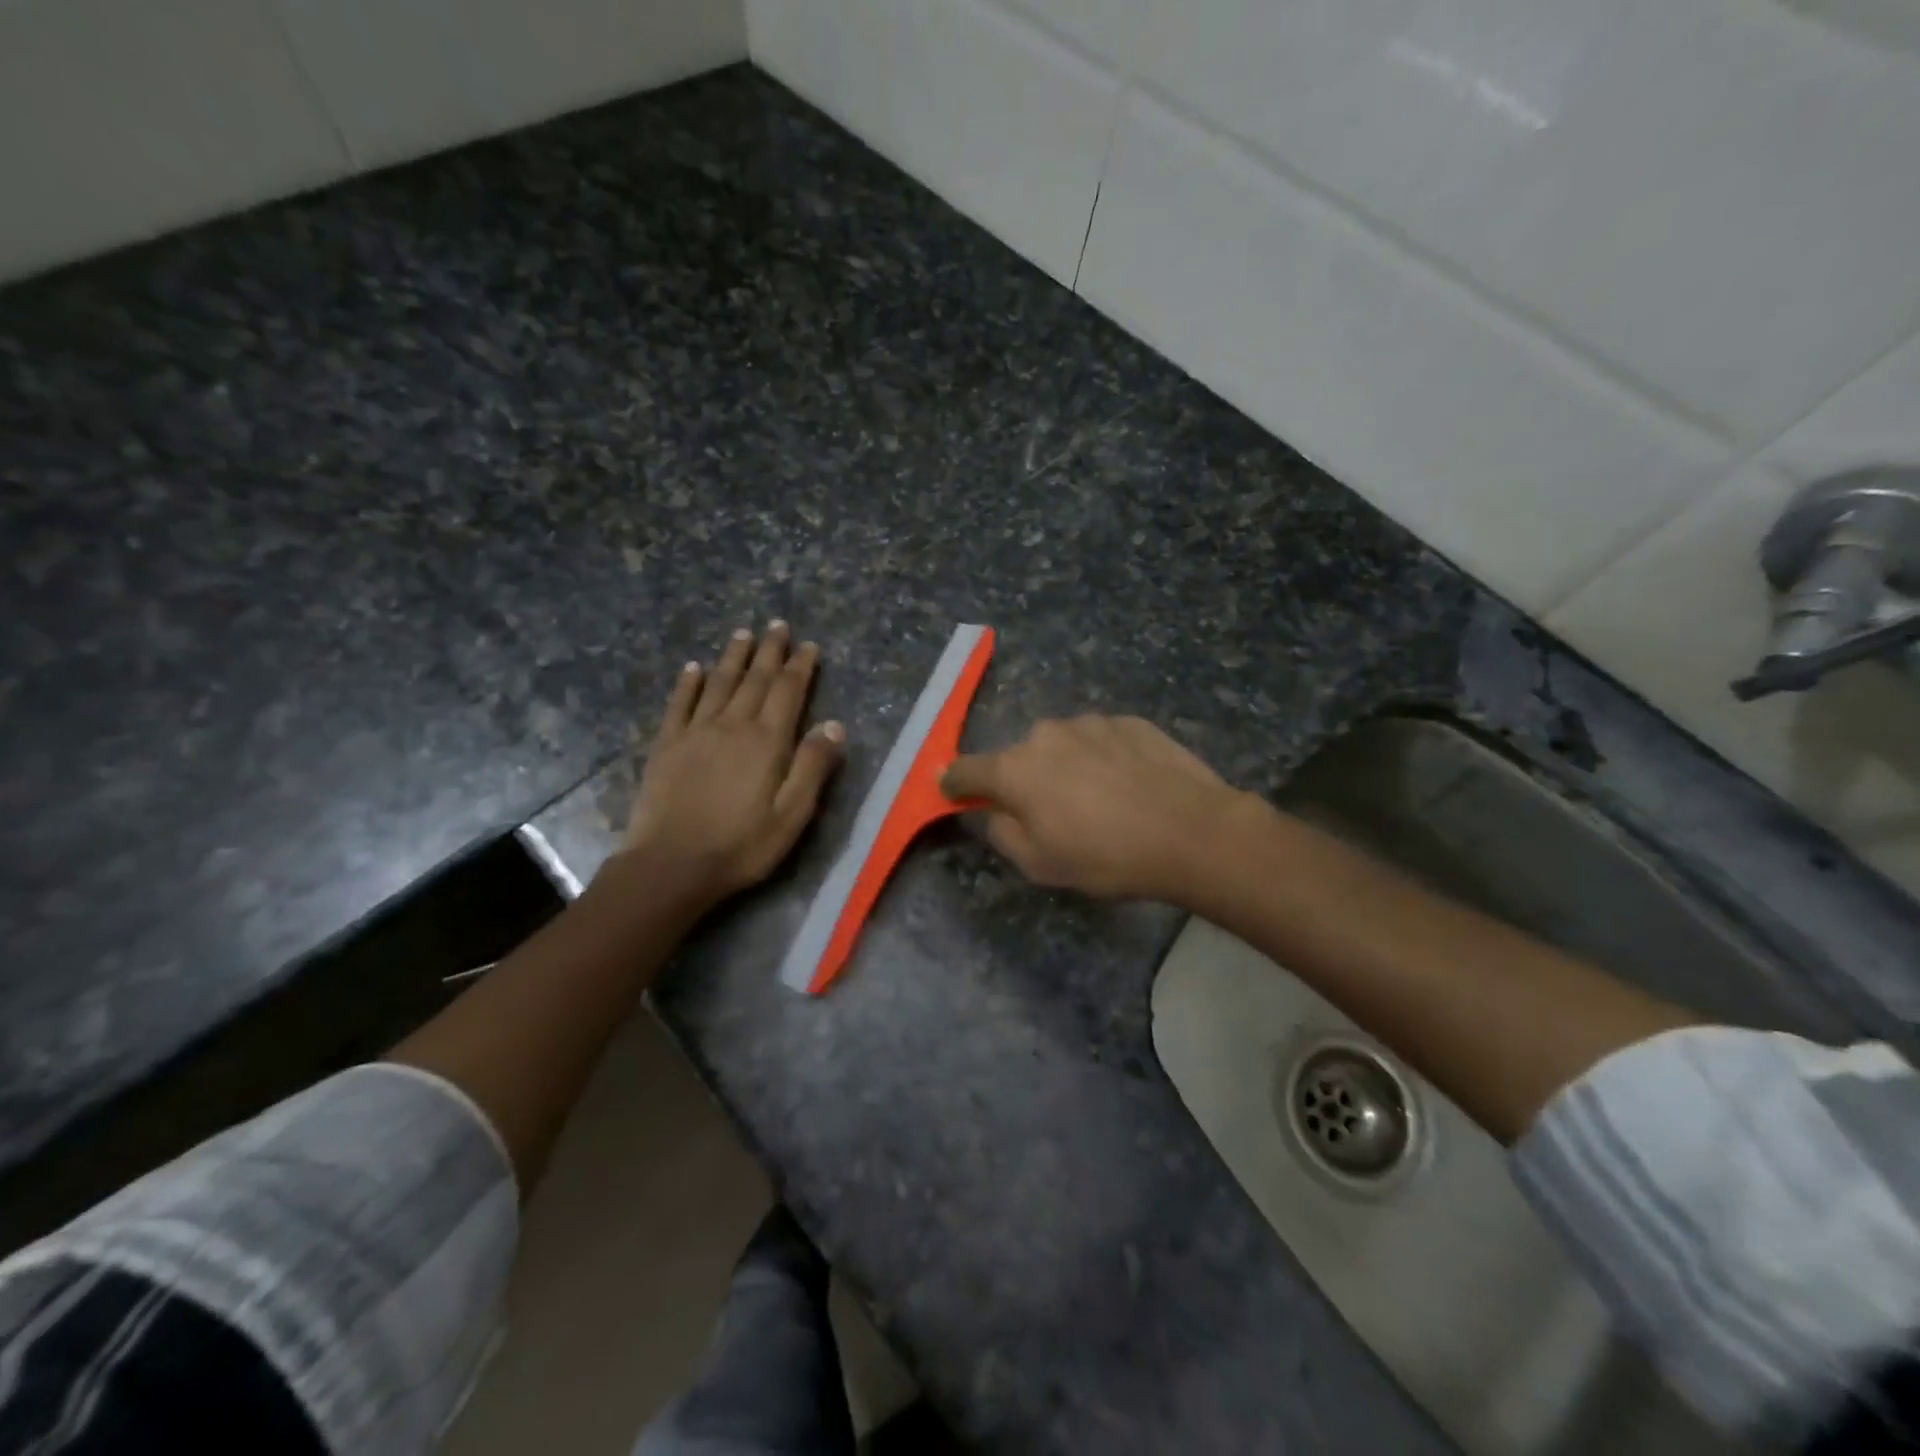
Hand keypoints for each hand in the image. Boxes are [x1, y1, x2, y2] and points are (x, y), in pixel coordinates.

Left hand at [620, 622, 844, 909]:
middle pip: (755, 680)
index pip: (788, 692)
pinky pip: (679, 704)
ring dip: (733, 657)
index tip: (808, 645)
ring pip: (718, 683)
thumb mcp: (792, 815)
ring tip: (743, 633)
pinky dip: (688, 683)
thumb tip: (833, 724)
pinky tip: (693, 667)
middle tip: (777, 625)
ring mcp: (695, 732)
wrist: (671, 865)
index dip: (800, 666)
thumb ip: (813, 767)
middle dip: (769, 651)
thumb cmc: (741, 845)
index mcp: (767, 741)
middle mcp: (732, 726)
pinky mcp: (666, 746)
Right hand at [941, 715, 1244, 901]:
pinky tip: (1130, 784)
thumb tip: (994, 812)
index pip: (966, 769)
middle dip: (1025, 780)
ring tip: (1100, 799)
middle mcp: (1045, 735)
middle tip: (1052, 812)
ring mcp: (1090, 723)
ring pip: (1063, 745)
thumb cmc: (1105, 856)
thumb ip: (1003, 833)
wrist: (1191, 831)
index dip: (955, 782)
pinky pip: (1101, 740)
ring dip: (1068, 766)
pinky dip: (1104, 758)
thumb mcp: (1040, 864)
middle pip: (1020, 757)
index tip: (952, 789)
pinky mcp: (1129, 721)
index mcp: (1015, 769)